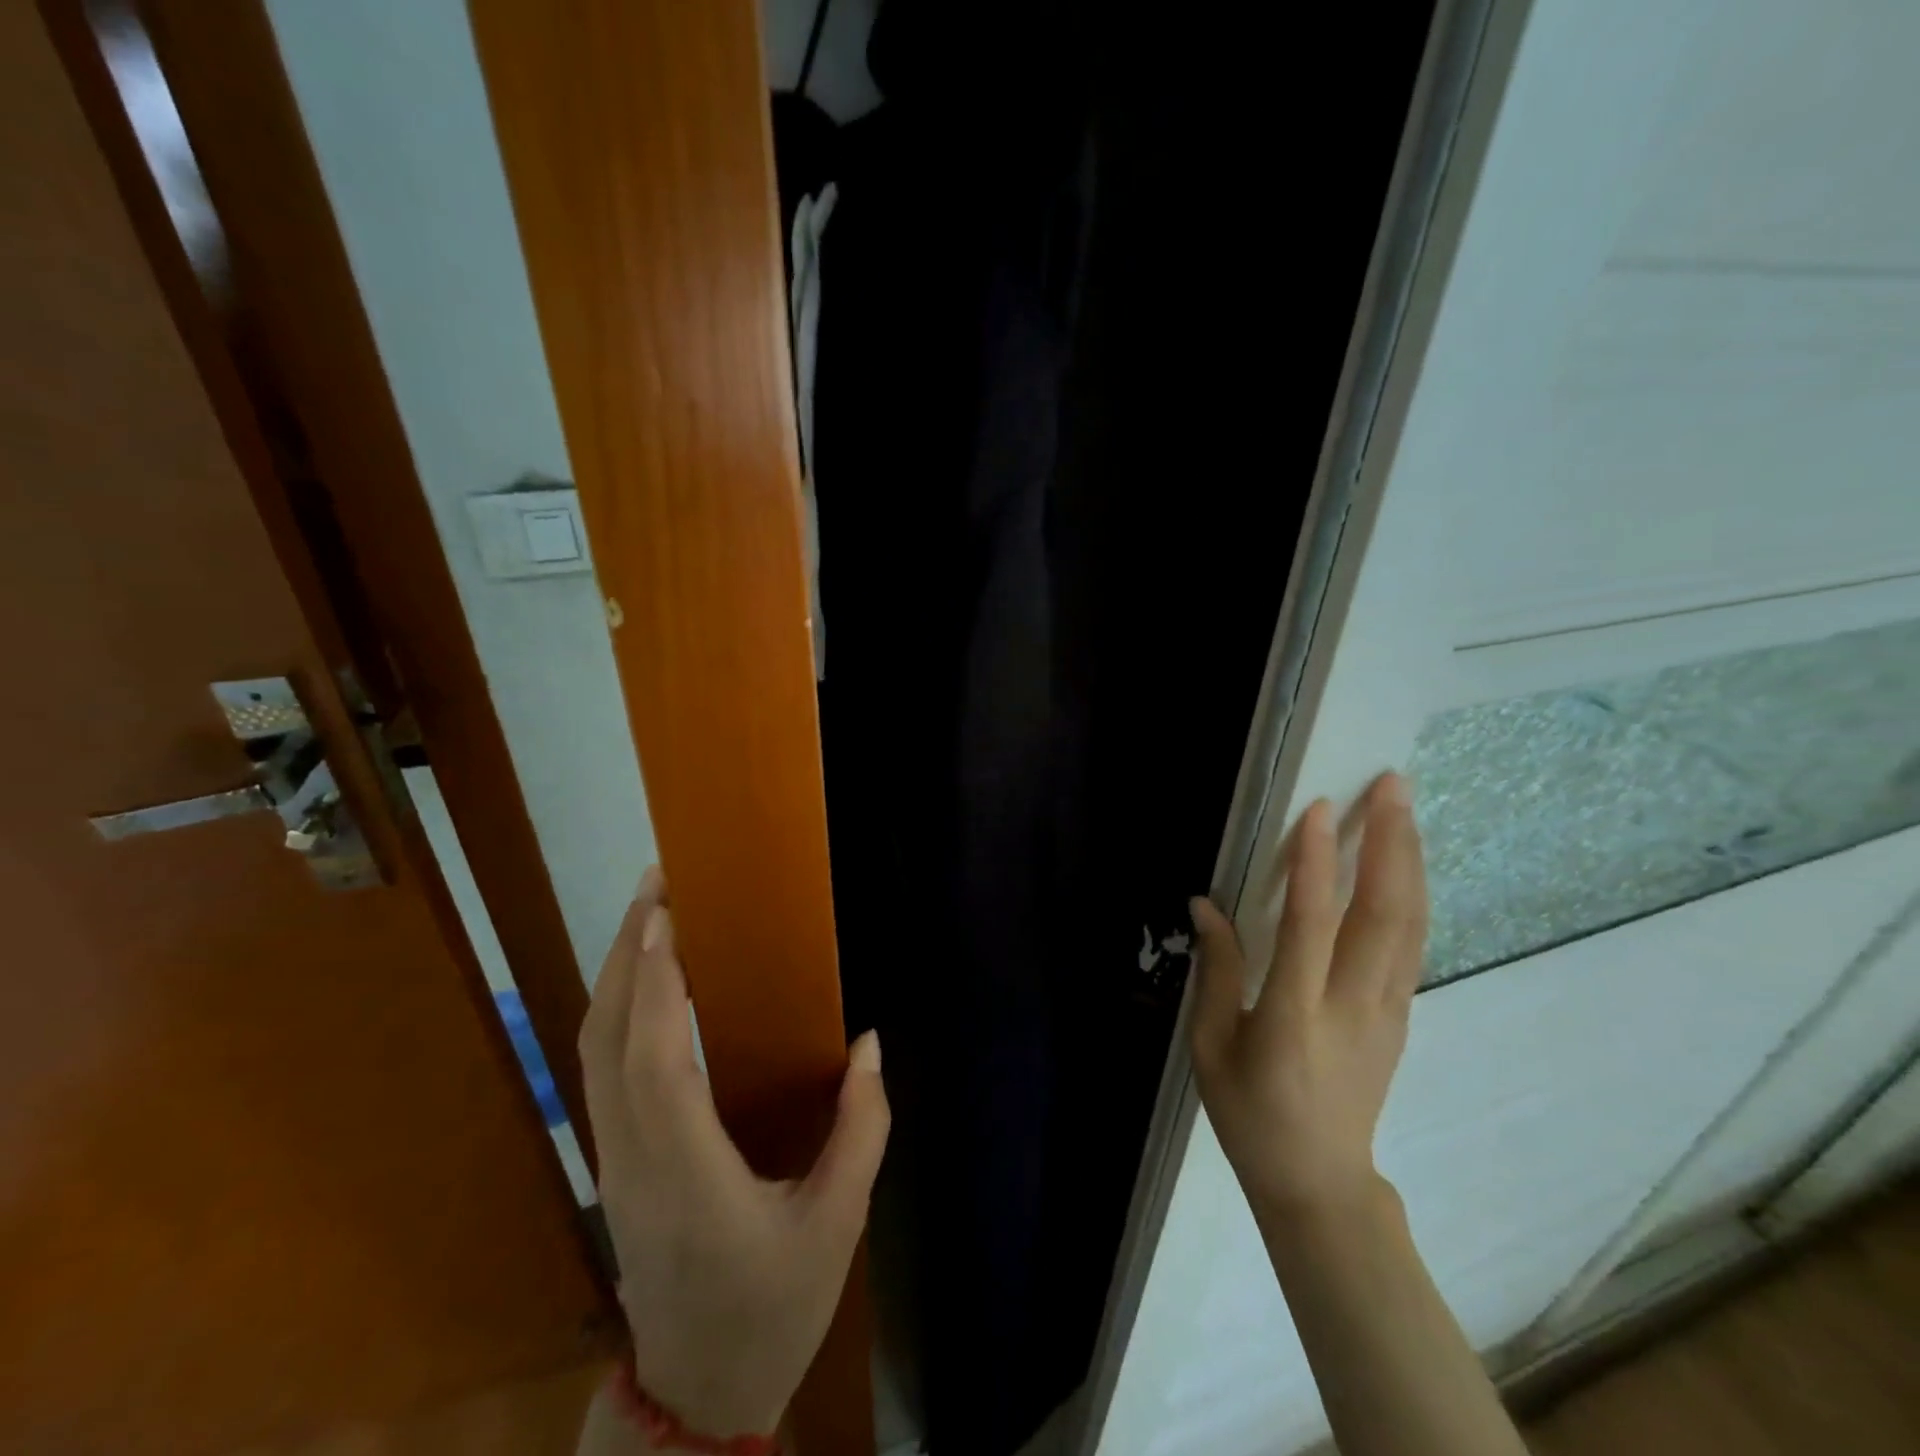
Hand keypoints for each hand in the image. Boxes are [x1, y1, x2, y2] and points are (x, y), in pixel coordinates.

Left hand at [580, 868, 889, 1439]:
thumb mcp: (838, 1223)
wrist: (696, 1395)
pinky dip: (617, 1010)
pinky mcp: (614, 1162)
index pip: (656, 1062)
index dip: (656, 984)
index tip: (668, 915)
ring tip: (652, 914)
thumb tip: (870, 1044)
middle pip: (606, 1039)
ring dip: (616, 975)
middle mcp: (634, 1157)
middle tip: (661, 884)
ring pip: (592, 1051)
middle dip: (627, 953)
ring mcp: (613, 1161)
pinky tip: (647, 982)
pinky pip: (601, 1070)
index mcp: (687, 1172)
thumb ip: (861, 1129)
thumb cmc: (773, 1308)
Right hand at [1190, 772, 1427, 1221]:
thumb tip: (1205, 903)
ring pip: (1409, 925)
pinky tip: (1406, 864)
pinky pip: (1410, 945)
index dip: (1315, 866)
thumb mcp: (1210, 1047)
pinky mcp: (1400, 1017)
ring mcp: (1387, 1012)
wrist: (1318, 1183)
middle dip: (1389, 844)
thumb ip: (1215, 971)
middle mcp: (1352, 1007)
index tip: (1317, 810)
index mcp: (1294, 1017)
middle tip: (1391, 786)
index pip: (1311, 928)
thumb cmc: (1250, 1114)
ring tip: (1405, 809)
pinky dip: (1412, 896)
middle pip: (1382, 915)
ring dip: (1410, 861)